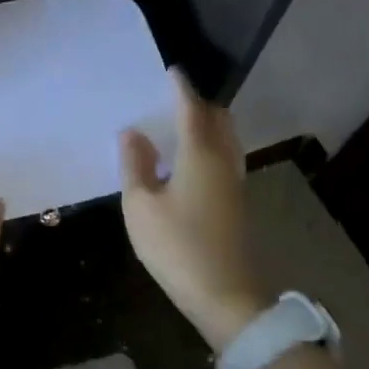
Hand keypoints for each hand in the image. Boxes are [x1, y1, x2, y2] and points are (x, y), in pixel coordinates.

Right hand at [119, 69, 270, 351]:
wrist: (226, 297)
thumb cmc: (177, 246)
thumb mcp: (141, 206)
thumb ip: (135, 165)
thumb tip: (132, 132)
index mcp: (200, 154)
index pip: (191, 109)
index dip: (180, 88)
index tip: (172, 71)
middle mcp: (223, 161)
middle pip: (218, 120)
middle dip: (198, 104)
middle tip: (173, 99)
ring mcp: (234, 183)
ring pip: (225, 139)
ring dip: (206, 125)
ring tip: (179, 126)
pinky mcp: (236, 203)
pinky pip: (224, 158)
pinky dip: (208, 146)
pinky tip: (187, 161)